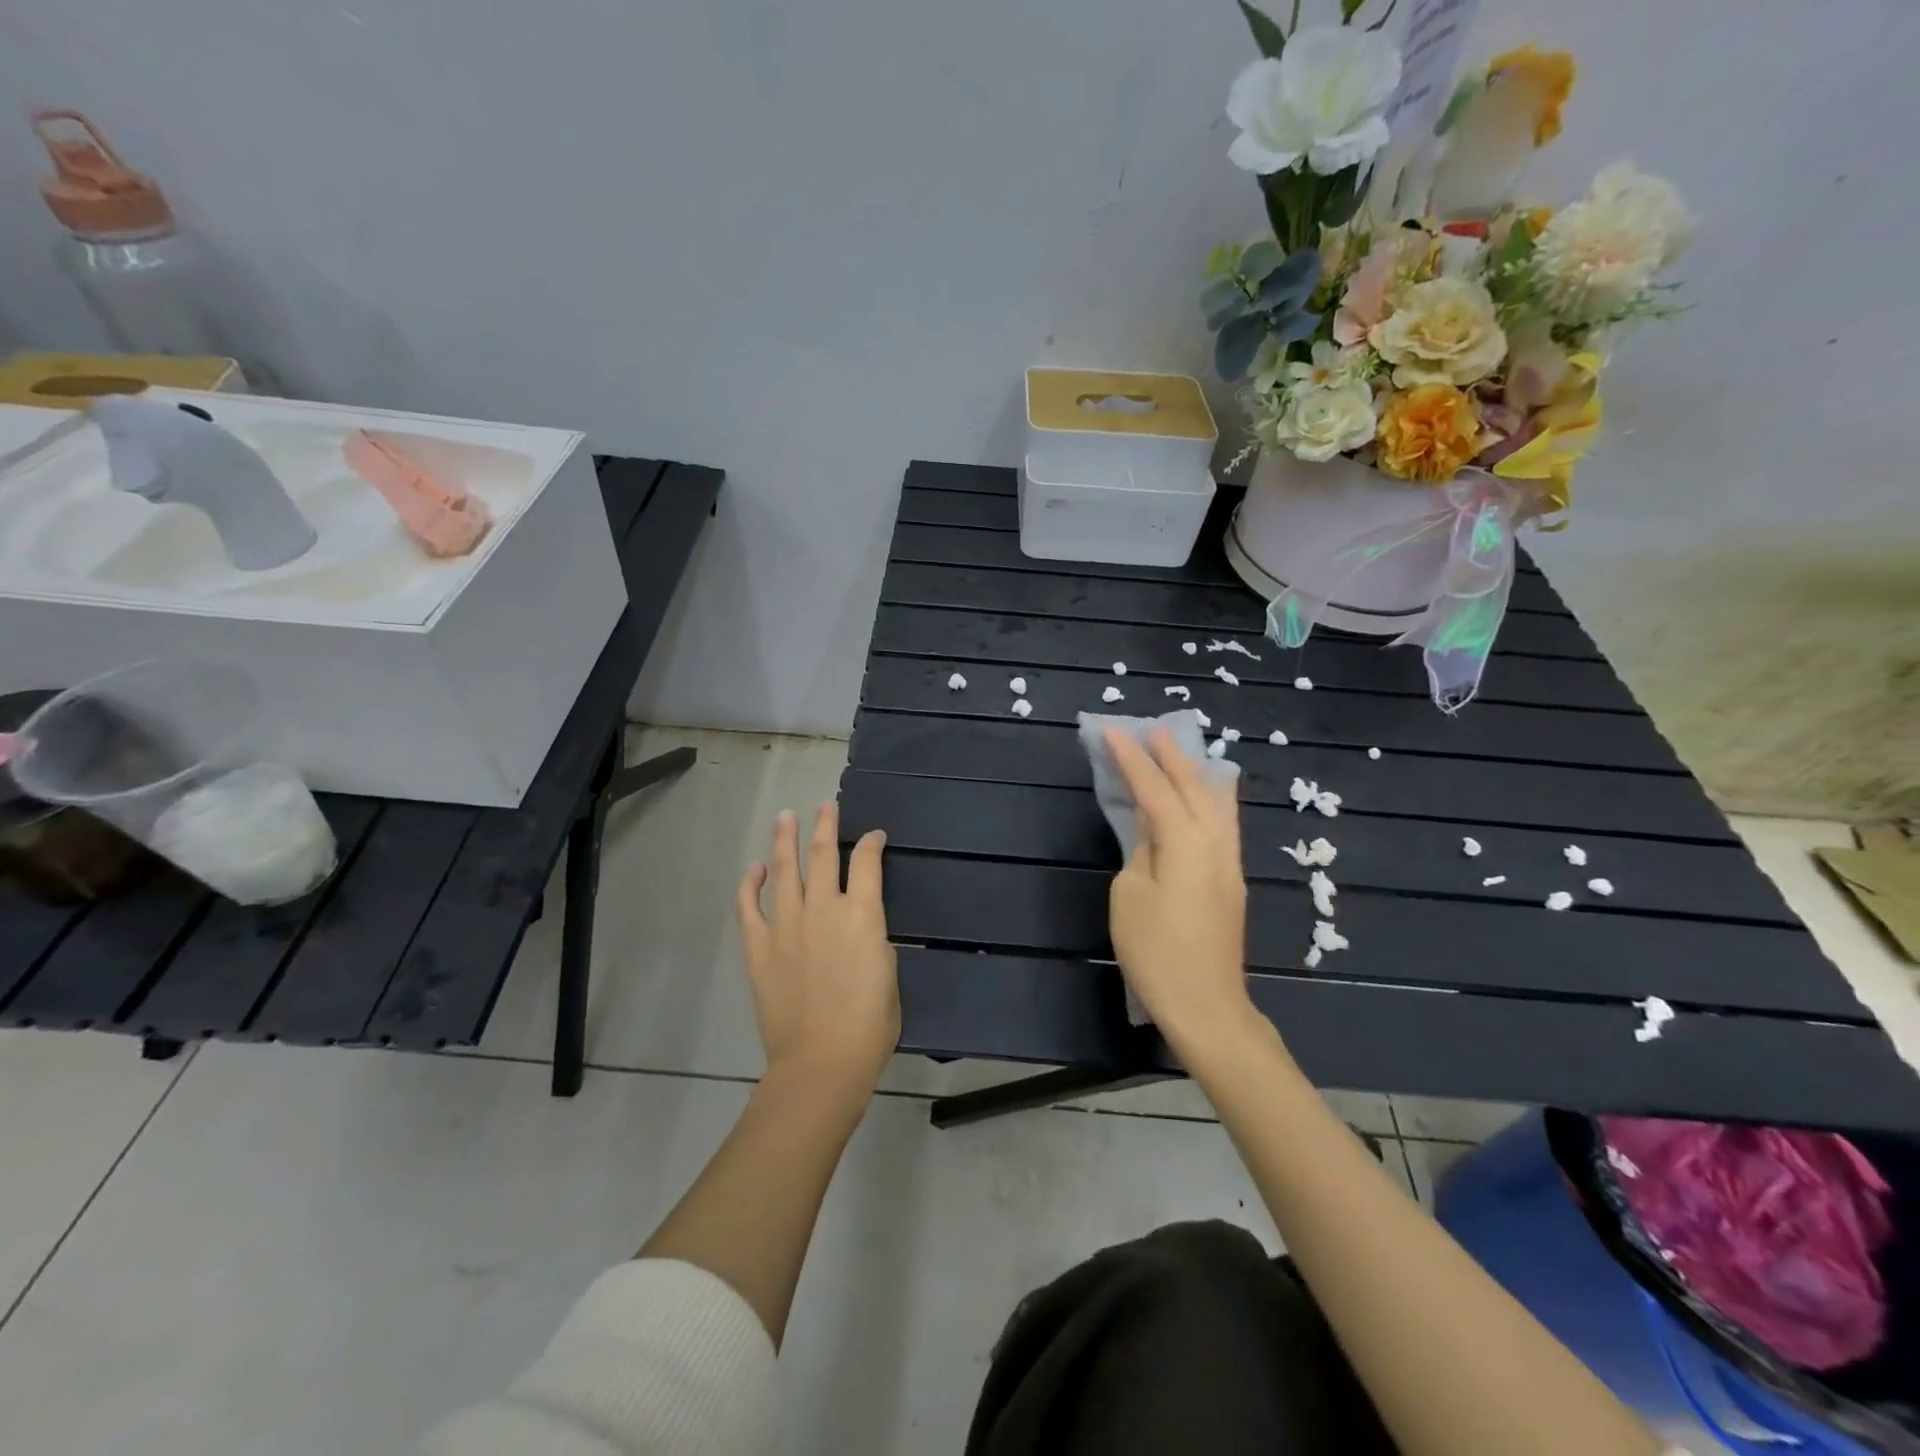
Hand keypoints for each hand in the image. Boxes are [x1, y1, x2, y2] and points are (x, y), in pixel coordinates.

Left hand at [736, 803, 898, 1100]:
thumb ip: (875, 942)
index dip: (871, 842)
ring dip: (785, 840)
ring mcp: (787, 924)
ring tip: (786, 816)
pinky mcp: (760, 947)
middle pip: (823, 854)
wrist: (822, 1062)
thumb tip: (863, 928)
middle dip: (825, 824)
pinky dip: (749, 885)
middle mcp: (824, 908)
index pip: (867, 862)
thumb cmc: (869, 1026)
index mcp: (863, 914)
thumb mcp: (890, 975)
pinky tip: (753, 869)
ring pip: (784, 870)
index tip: (874, 834)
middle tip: (825, 805)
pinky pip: (750, 907)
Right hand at [1106, 727, 1252, 1045]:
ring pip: (1217, 802)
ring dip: (1196, 773)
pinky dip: (1212, 798)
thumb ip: (1141, 852)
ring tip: (1181, 753)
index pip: (1155, 790)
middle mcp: (1214, 843)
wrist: (1206, 1005)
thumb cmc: (1157, 952)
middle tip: (1152, 730)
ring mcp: (1228, 862)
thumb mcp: (1131, 896)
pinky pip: (1224, 822)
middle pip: (1193, 787)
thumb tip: (1152, 832)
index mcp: (1184, 843)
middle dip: (1171, 757)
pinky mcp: (1232, 880)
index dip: (1133, 760)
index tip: (1113, 732)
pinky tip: (1209, 795)